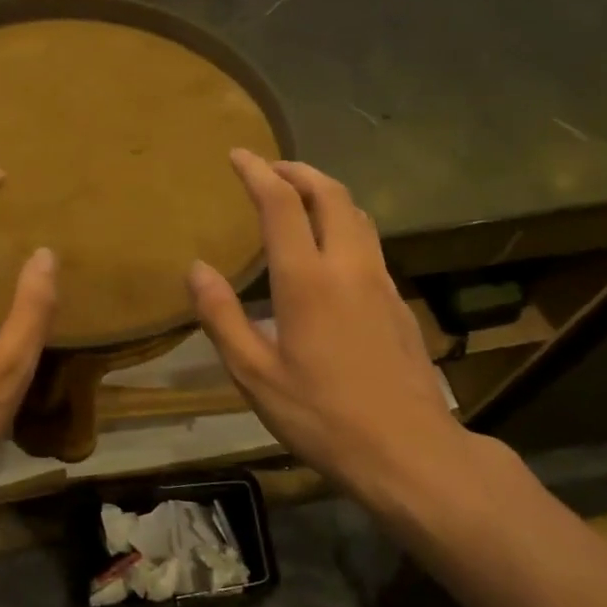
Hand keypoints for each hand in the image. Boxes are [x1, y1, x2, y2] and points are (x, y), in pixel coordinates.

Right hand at [188, 151, 465, 507]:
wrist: (409, 451)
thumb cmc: (321, 416)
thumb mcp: (255, 375)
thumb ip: (222, 317)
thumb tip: (196, 269)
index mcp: (307, 280)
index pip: (282, 204)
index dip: (258, 173)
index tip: (238, 155)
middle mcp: (349, 267)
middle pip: (331, 195)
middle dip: (299, 171)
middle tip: (271, 169)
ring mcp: (381, 283)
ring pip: (358, 215)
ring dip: (326, 194)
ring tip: (300, 198)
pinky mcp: (398, 303)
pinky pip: (369, 244)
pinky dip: (344, 225)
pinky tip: (330, 253)